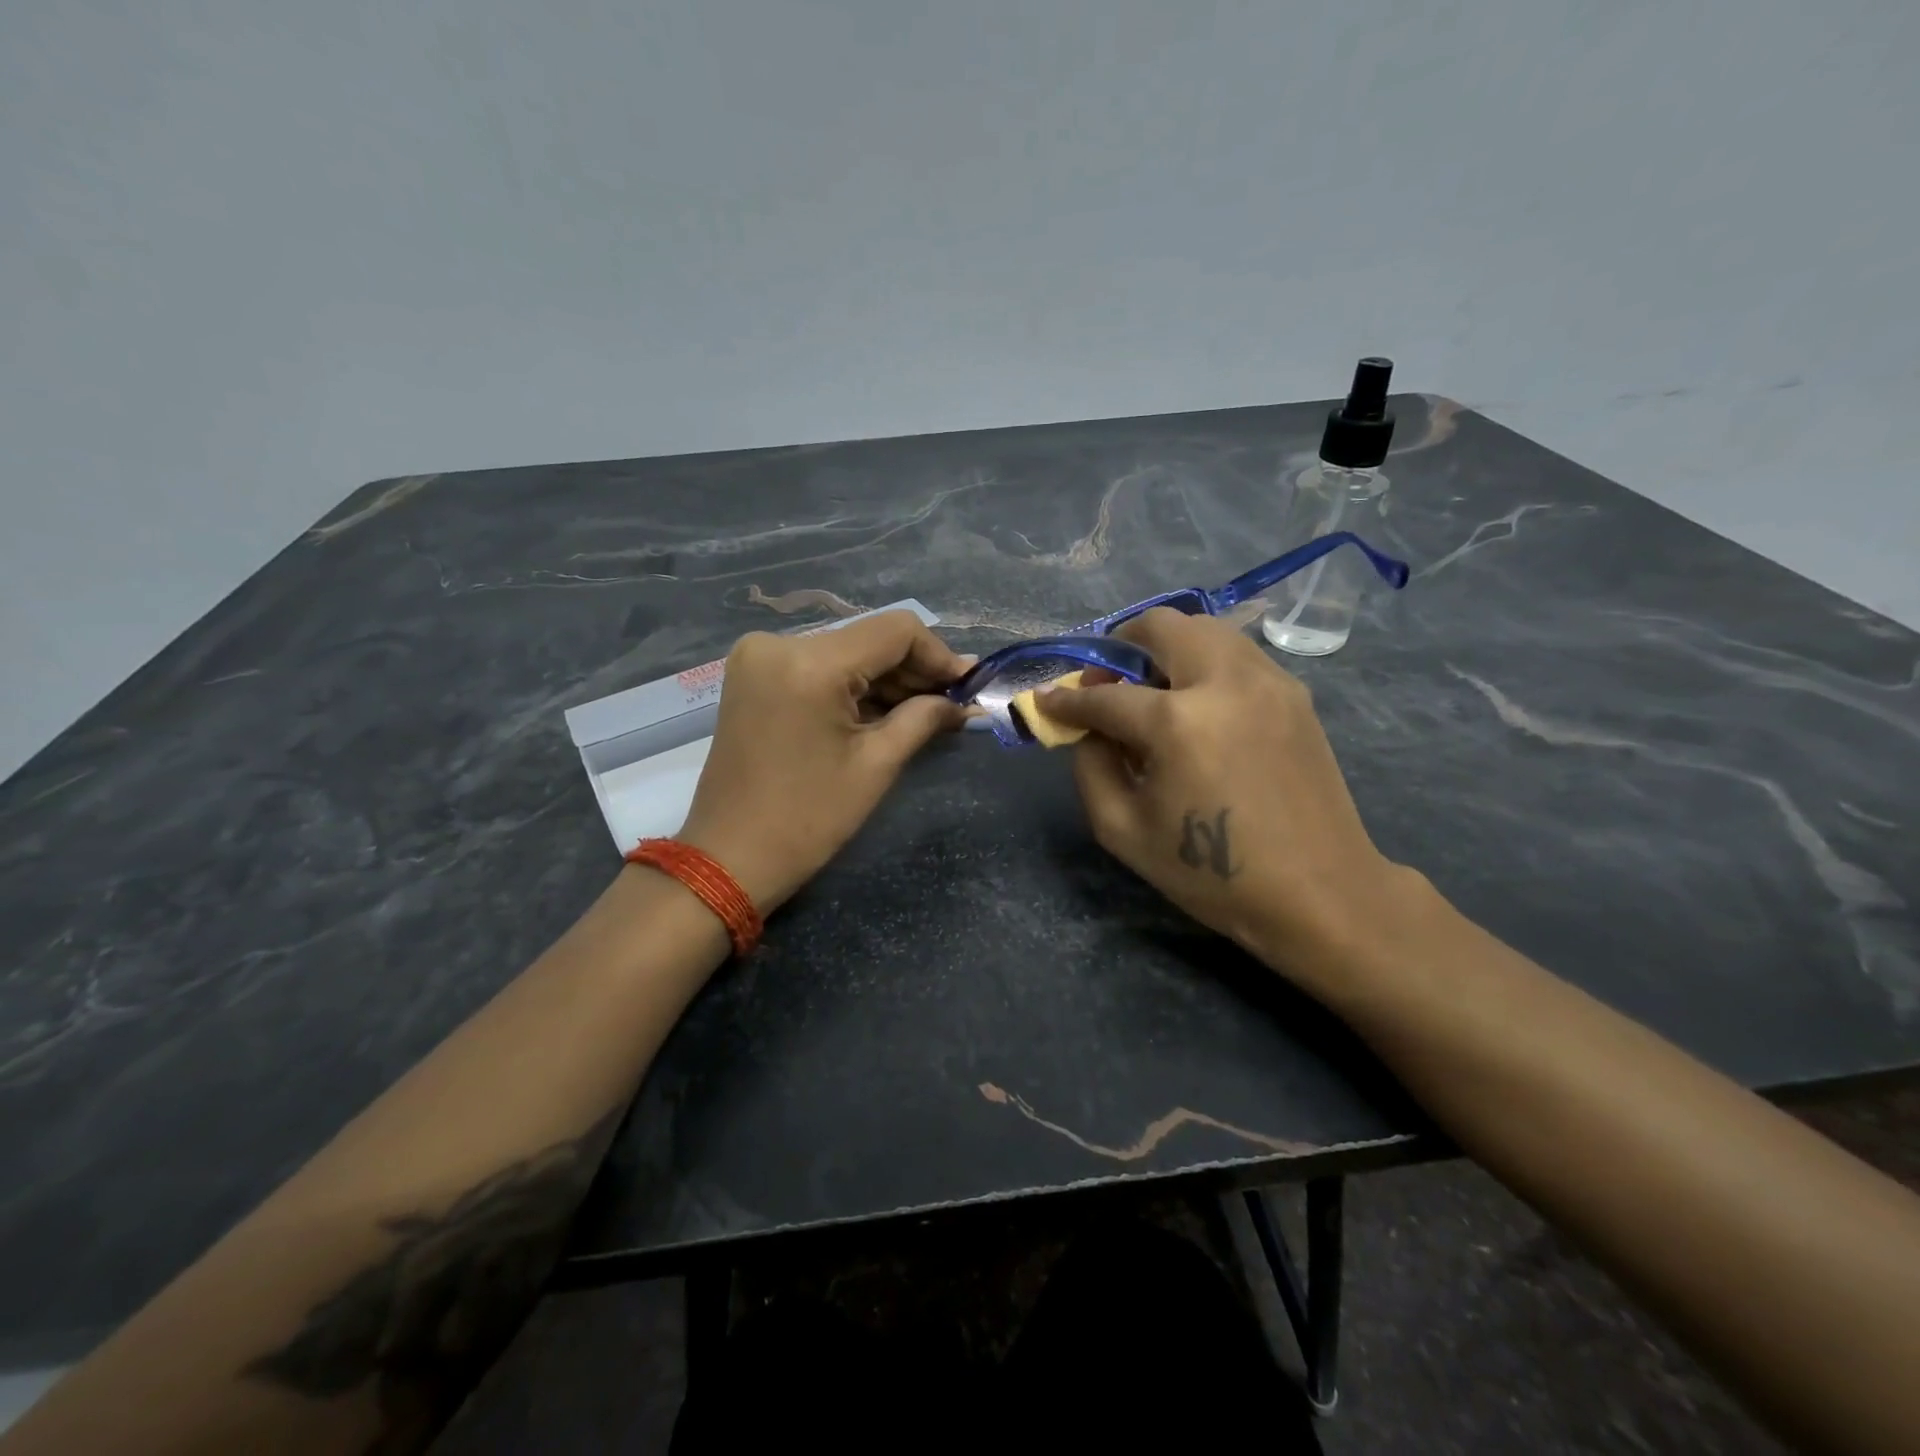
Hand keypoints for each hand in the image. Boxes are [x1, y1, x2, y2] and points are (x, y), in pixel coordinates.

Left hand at [678, 611, 970, 911]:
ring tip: (925, 712)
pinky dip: (853, 685)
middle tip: (952, 704)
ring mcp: (759, 657)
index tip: (967, 687)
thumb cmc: (808, 819)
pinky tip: (883, 711)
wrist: (729, 857)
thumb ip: (925, 718)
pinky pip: (819, 665)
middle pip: (869, 638)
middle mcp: (778, 643)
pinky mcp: (753, 674)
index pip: (895, 631)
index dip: (939, 655)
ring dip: (885, 679)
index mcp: (810, 663)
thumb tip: (965, 701)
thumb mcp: (876, 765)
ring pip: (845, 651)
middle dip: (914, 670)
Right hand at [1036, 609, 1409, 981]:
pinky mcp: (1294, 693)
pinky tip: (1197, 707)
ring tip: (1152, 693)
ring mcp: (1268, 681)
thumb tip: (1086, 727)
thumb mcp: (1123, 830)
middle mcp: (1225, 682)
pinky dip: (1203, 663)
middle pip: (1161, 626)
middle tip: (1107, 684)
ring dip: (1165, 649)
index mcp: (1178, 723)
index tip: (1048, 700)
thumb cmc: (1211, 874)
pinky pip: (1236, 653)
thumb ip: (1090, 766)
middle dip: (1119, 647)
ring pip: (1204, 628)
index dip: (1068, 699)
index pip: (1106, 696)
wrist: (1318, 892)